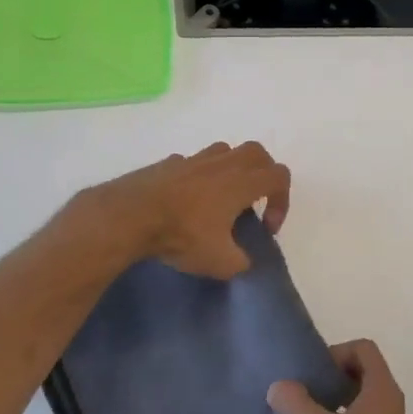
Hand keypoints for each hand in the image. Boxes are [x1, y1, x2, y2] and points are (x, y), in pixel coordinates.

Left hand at [78, 141, 291, 279]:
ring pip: (225, 151)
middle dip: (263, 174)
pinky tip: (187, 200)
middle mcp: (222, 163)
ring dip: (231, 170)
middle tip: (254, 201)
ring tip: (221, 198)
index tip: (266, 227)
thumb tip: (242, 261)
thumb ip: (240, 262)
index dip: (282, 201)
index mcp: (242, 182)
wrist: (130, 215)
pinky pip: (193, 163)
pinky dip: (199, 176)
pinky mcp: (168, 163)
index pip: (279, 176)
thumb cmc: (182, 234)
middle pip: (257, 152)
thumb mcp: (220, 262)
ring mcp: (194, 159)